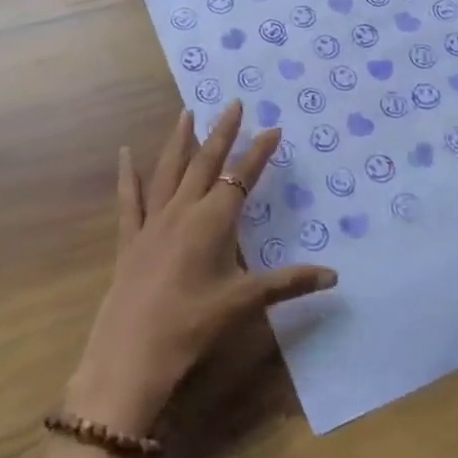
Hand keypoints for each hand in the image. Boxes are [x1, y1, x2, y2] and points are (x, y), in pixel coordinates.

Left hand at [67, 102, 338, 436]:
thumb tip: (334, 276)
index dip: (259, 153)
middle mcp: (183, 210)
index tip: (273, 128)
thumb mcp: (244, 303)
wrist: (132, 353)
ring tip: (187, 112)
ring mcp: (152, 222)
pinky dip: (128, 174)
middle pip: (205, 163)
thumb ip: (289, 284)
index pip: (242, 178)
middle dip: (222, 133)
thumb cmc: (193, 325)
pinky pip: (129, 199)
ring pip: (168, 170)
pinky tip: (124, 153)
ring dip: (179, 140)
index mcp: (213, 221)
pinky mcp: (129, 238)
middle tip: (234, 104)